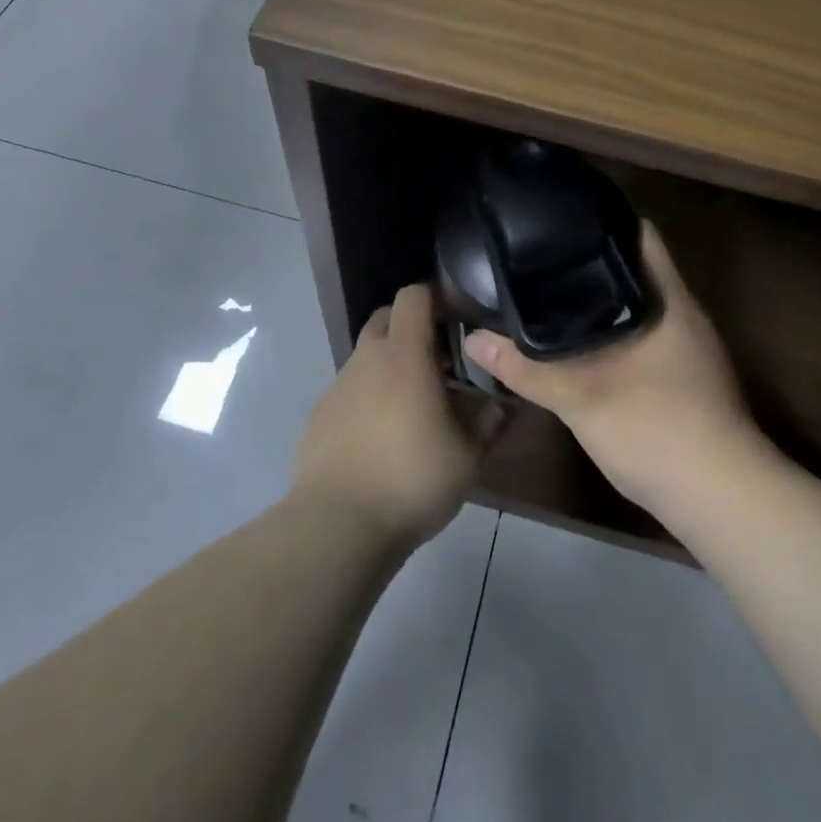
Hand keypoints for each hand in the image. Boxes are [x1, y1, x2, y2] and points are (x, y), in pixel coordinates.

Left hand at [291, 283, 505, 549]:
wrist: (338, 525)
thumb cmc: (412, 478)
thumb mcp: (467, 455)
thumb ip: (488, 422)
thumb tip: (500, 404)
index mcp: (404, 354)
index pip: (414, 296)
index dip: (437, 297)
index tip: (459, 318)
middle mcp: (367, 359)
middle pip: (387, 318)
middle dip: (413, 328)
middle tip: (440, 361)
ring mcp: (338, 386)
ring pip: (368, 356)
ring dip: (391, 366)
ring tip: (415, 406)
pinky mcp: (320, 415)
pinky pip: (351, 390)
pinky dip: (370, 397)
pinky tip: (383, 436)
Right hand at [463, 223, 763, 517]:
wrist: (721, 499)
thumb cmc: (656, 430)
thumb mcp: (581, 398)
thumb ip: (526, 368)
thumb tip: (474, 339)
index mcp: (668, 300)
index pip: (640, 236)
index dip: (604, 218)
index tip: (562, 217)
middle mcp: (683, 315)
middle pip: (637, 268)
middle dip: (592, 260)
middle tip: (542, 256)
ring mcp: (689, 348)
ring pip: (640, 305)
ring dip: (604, 298)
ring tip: (553, 292)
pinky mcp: (686, 378)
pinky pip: (644, 335)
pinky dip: (613, 330)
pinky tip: (582, 344)